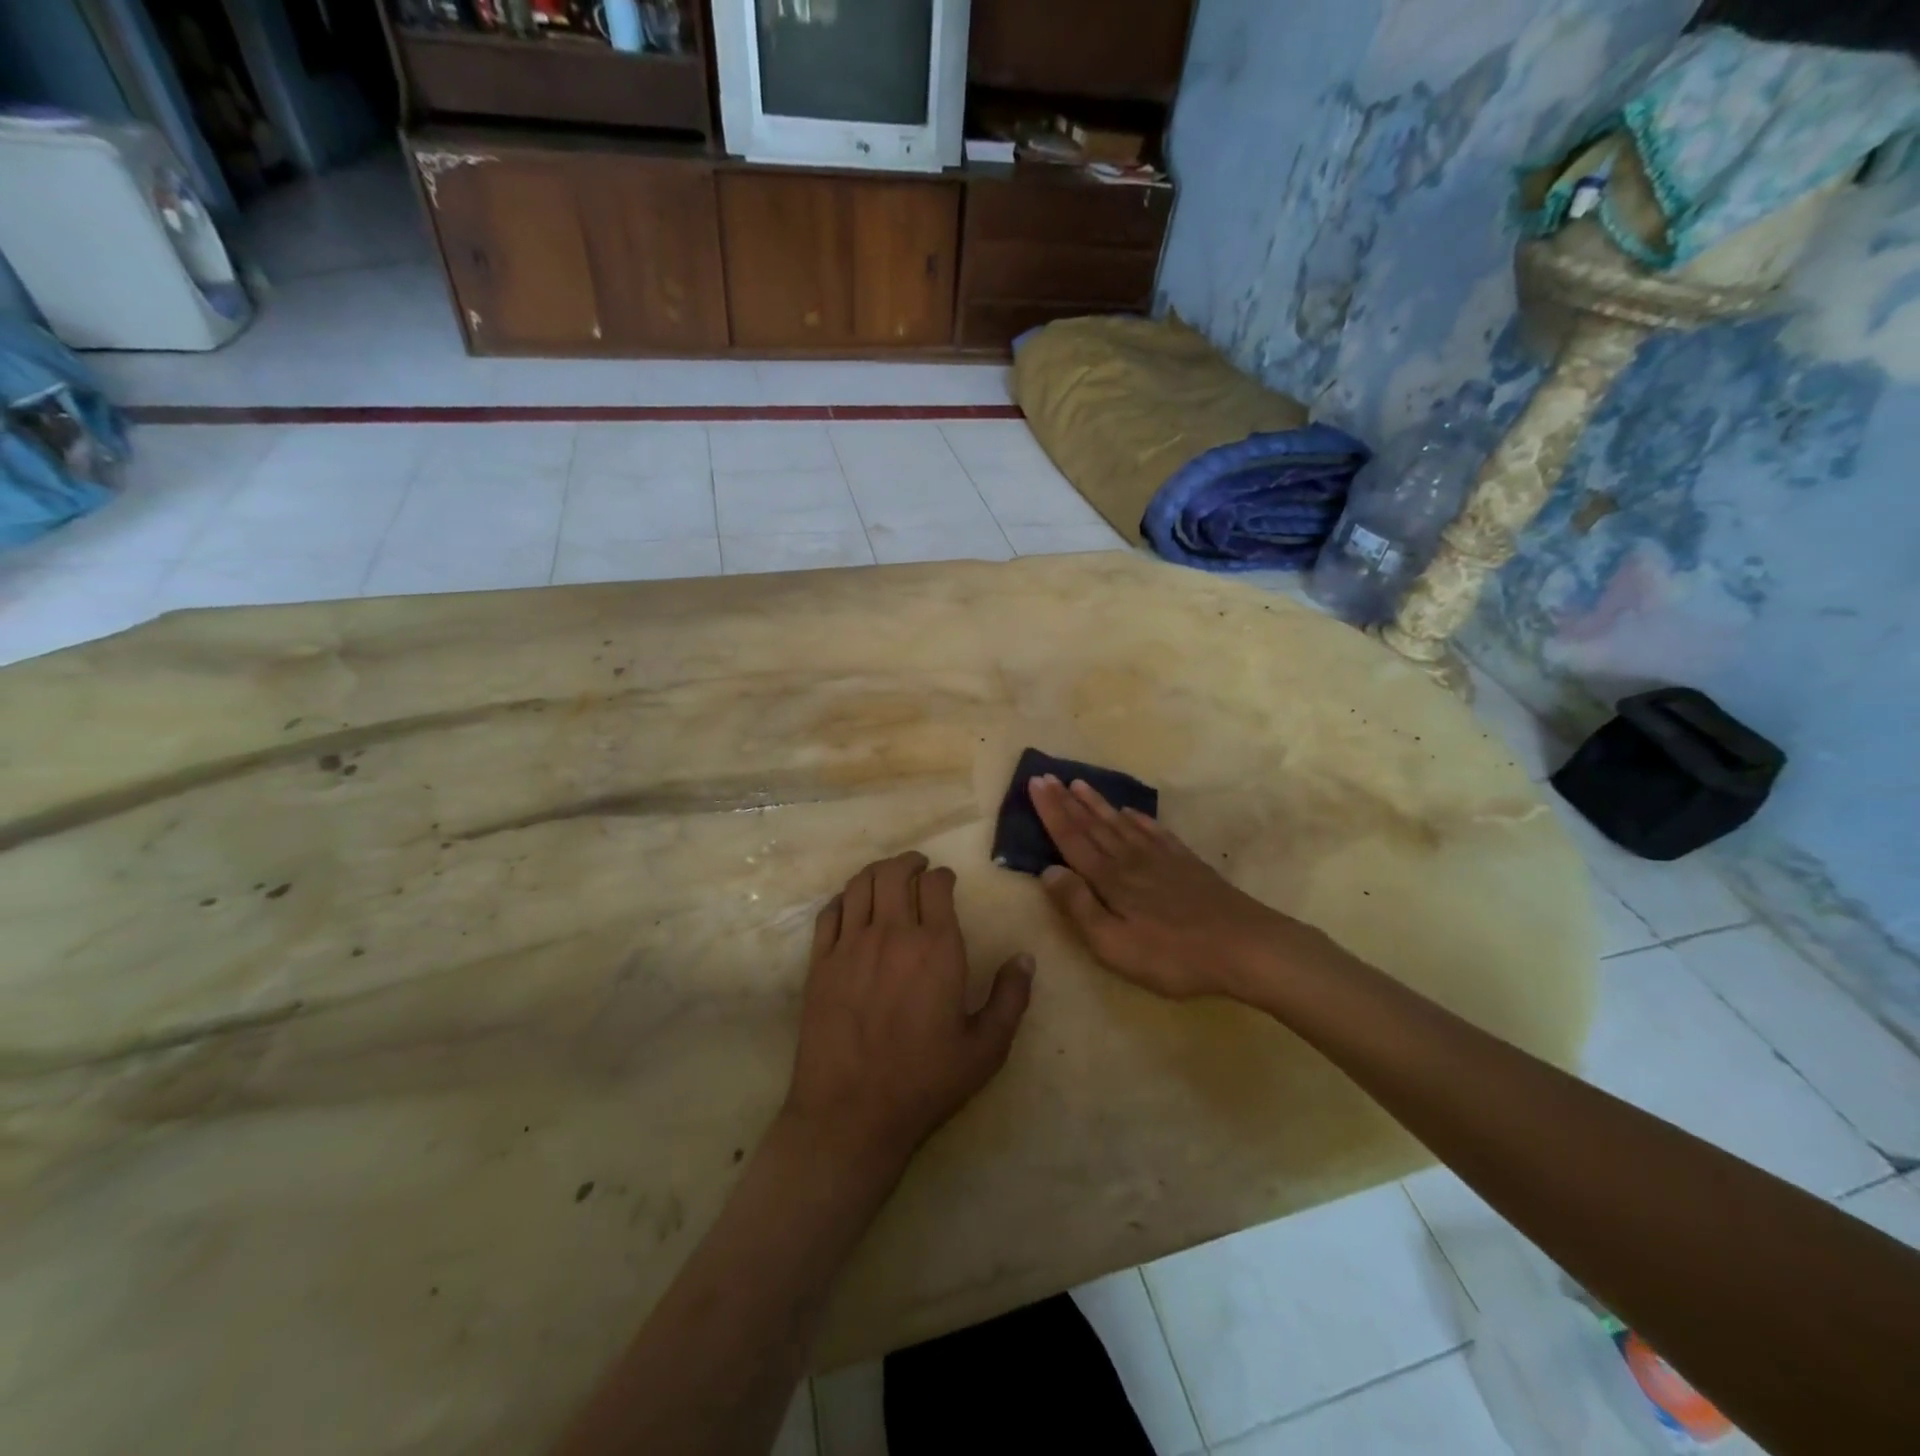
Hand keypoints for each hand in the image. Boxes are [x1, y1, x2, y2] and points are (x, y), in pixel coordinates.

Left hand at [784, 852, 1033, 1171]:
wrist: (851, 1114)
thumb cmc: (925, 1082)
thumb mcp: (985, 1049)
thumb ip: (1010, 998)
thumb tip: (1025, 958)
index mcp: (937, 948)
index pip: (936, 886)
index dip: (943, 876)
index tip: (946, 881)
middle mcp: (892, 934)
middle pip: (894, 873)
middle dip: (909, 862)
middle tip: (917, 866)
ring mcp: (850, 946)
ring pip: (860, 885)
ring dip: (876, 872)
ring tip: (887, 876)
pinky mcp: (819, 963)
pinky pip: (829, 913)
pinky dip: (843, 899)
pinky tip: (851, 905)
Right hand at [1029, 775, 1313, 1001]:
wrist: (1244, 946)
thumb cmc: (1172, 954)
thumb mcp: (1114, 944)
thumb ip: (1079, 906)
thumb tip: (1048, 870)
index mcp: (1109, 879)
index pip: (1071, 838)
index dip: (1051, 811)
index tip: (1035, 783)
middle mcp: (1130, 860)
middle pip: (1092, 825)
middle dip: (1067, 801)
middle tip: (1047, 776)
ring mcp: (1161, 859)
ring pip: (1120, 824)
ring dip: (1097, 804)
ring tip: (1079, 784)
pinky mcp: (1186, 864)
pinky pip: (1154, 833)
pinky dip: (1138, 819)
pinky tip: (1131, 812)